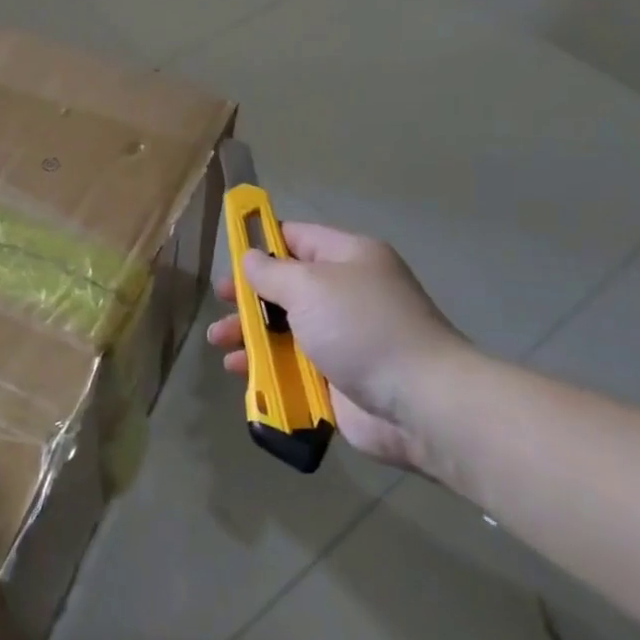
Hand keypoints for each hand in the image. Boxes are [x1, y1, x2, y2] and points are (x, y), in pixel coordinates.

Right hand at [207, 222, 472, 472]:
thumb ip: (272, 272)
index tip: (229, 255)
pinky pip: (293, 366)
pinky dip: (267, 368)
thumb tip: (251, 258)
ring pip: (285, 328)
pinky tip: (240, 372)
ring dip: (250, 334)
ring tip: (219, 342)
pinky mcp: (338, 379)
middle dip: (248, 295)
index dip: (262, 243)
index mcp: (348, 258)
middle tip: (219, 303)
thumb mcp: (309, 286)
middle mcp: (346, 293)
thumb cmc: (361, 328)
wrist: (420, 401)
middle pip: (286, 286)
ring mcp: (343, 338)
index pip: (297, 237)